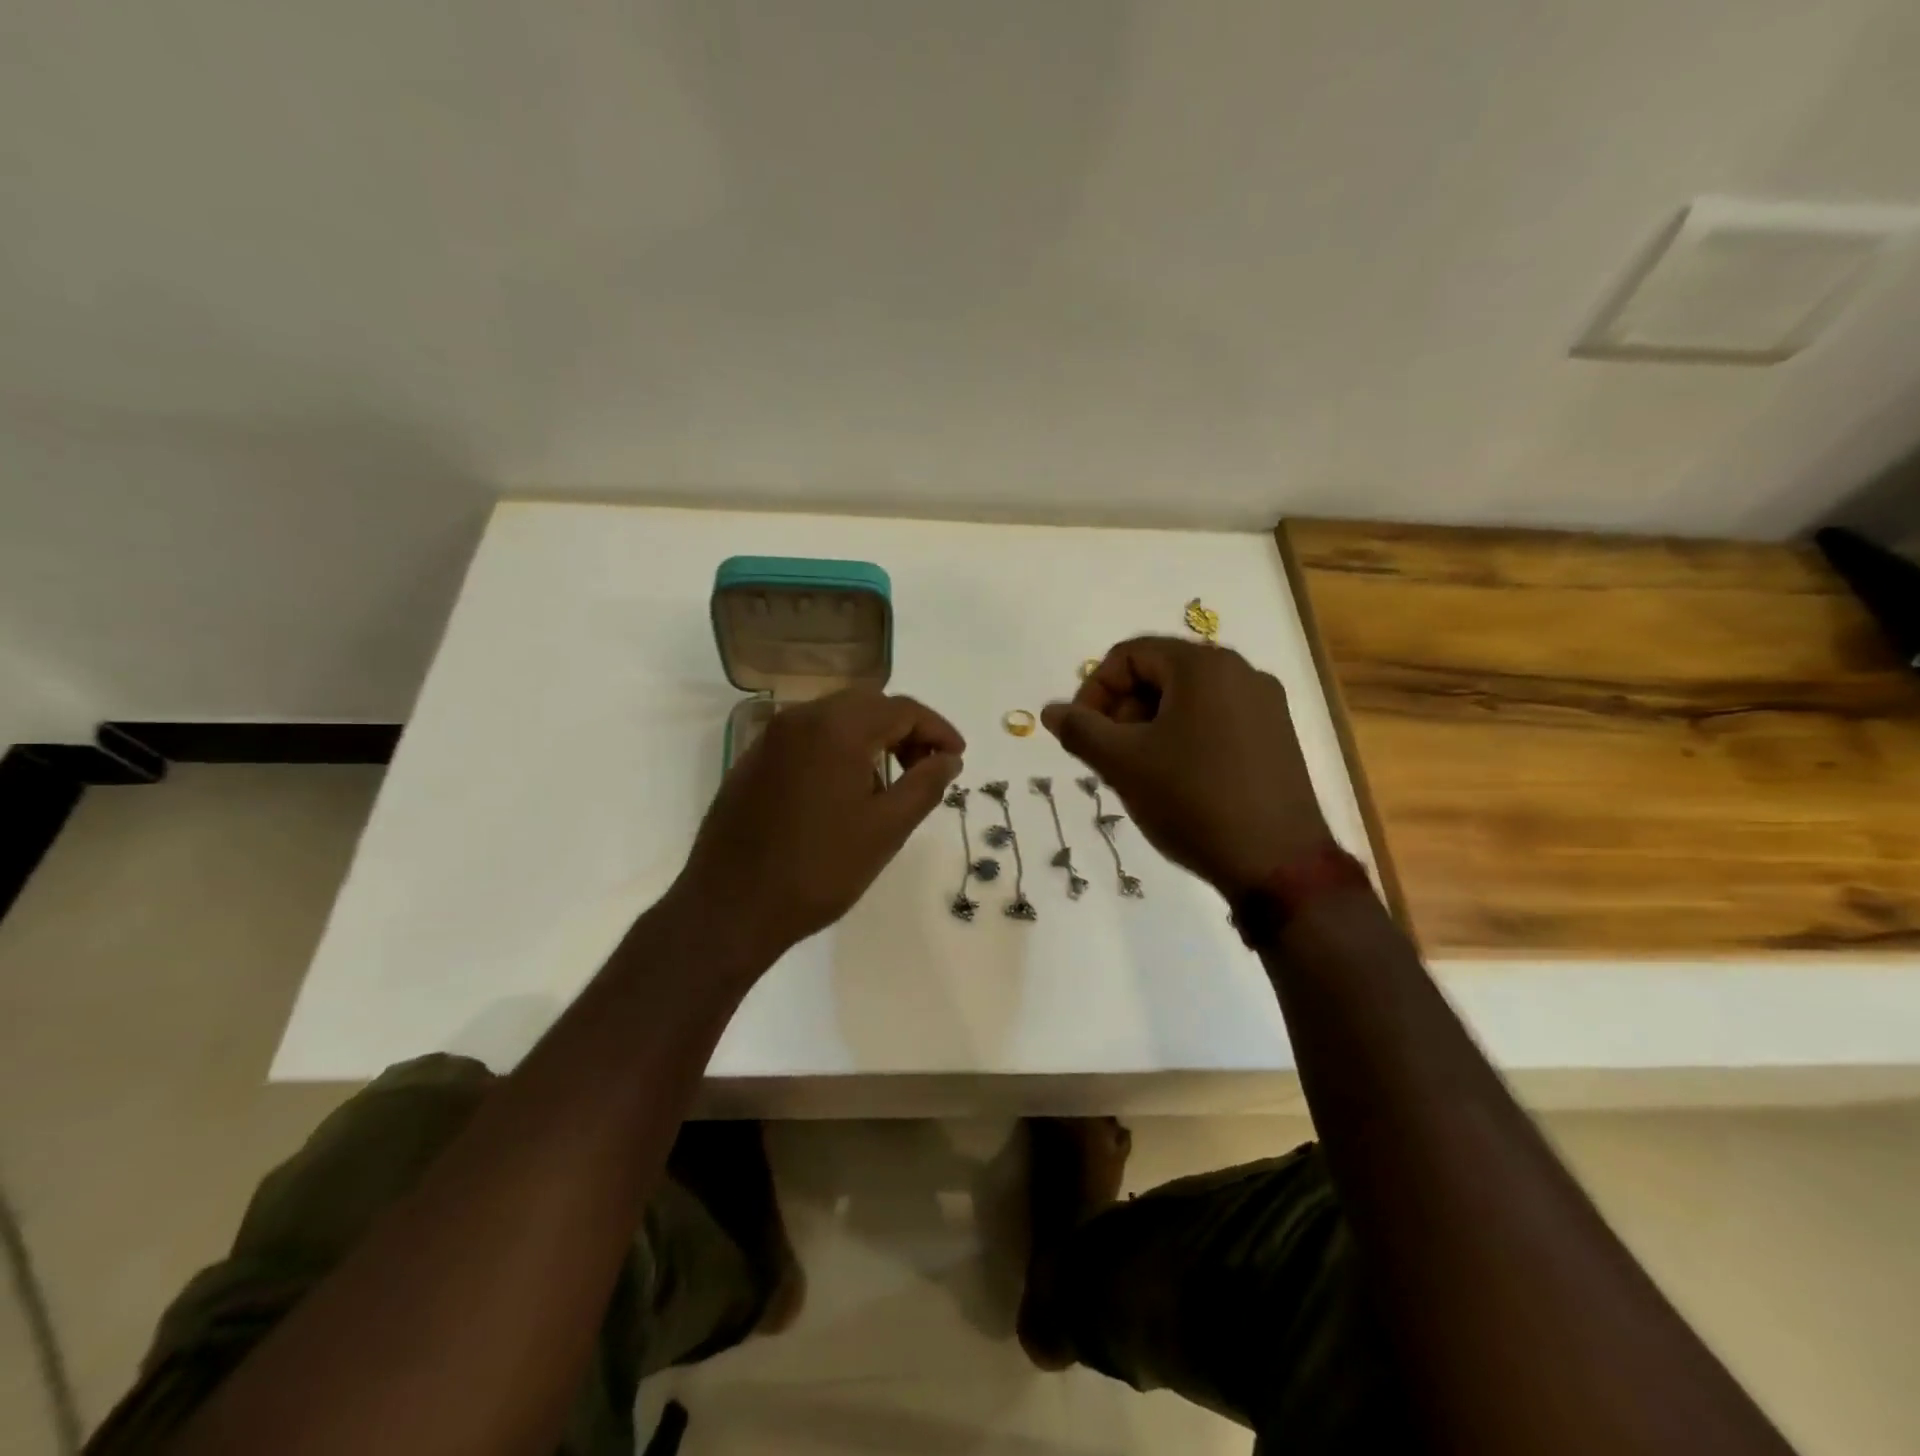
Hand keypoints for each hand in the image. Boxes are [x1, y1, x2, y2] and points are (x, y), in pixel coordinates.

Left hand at [676, 688, 964, 969]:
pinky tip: (843, 791)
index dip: (937, 730)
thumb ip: (925, 784)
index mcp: (836, 727)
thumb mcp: (886, 829)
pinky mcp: (752, 761)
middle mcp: (800, 718)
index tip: (957, 758)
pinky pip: (807, 738)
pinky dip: (837, 749)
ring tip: (888, 784)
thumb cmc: (819, 869)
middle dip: (905, 729)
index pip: (902, 709)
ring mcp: (770, 738)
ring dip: (871, 737)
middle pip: (868, 704)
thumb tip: (948, 758)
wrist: (731, 908)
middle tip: (927, 767)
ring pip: (835, 718)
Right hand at [1042, 637, 1328, 897]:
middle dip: (1123, 709)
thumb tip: (1051, 711)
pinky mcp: (1277, 737)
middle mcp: (1241, 672)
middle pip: (1160, 672)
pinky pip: (1216, 720)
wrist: (1278, 864)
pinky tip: (1176, 781)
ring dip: (1150, 726)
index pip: (1129, 654)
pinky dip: (1184, 738)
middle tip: (1109, 755)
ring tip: (1139, 772)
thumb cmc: (1192, 801)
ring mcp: (1266, 705)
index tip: (1082, 733)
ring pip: (1188, 699)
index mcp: (1204, 666)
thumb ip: (1080, 730)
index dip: (1094, 689)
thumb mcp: (1123, 764)